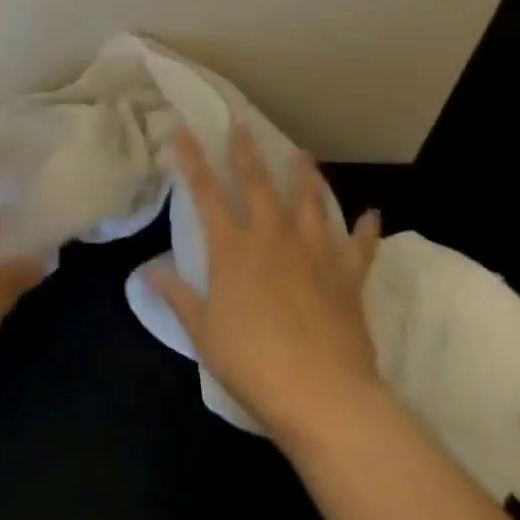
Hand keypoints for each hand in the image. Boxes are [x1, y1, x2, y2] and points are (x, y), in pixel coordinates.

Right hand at [151, 125, 386, 453]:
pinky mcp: (347, 279)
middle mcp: (271, 240)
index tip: (184, 130)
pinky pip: (359, 248)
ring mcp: (313, 255)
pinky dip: (365, 230)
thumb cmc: (251, 362)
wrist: (322, 394)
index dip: (193, 160)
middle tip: (242, 124)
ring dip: (305, 177)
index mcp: (232, 250)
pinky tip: (372, 214)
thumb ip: (178, 296)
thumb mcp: (203, 332)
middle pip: (257, 186)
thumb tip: (147, 270)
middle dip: (246, 153)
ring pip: (309, 204)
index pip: (206, 194)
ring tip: (303, 154)